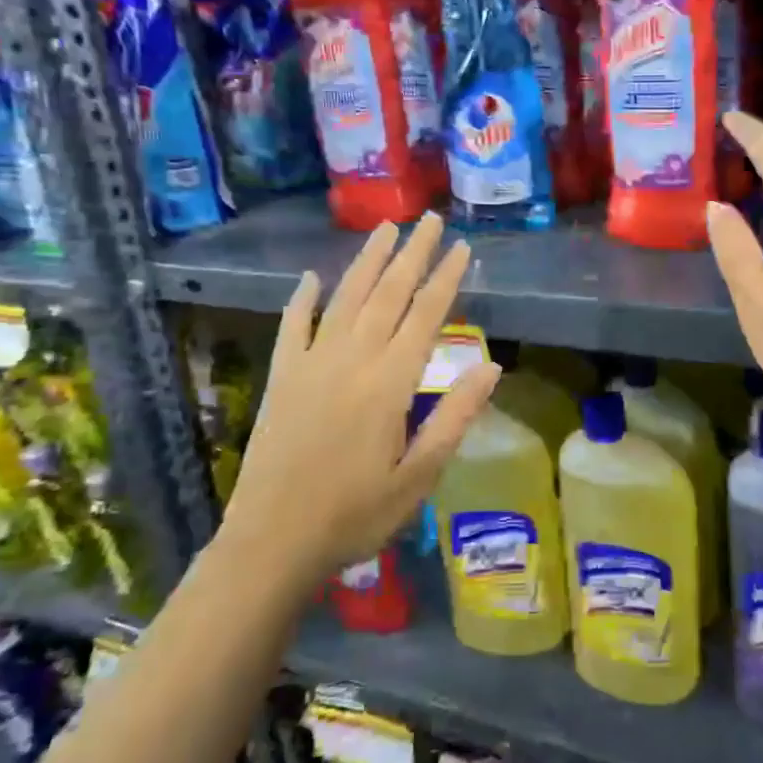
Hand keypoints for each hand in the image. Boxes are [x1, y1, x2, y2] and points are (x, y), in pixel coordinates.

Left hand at [223, 216, 500, 579]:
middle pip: (388, 294)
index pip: (425, 316)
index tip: (462, 247)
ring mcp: (311, 364)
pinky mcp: (282, 378)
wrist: (271, 543)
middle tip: (429, 219)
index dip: (446, 279)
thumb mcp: (419, 475)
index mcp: (389, 383)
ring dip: (367, 261)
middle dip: (412, 253)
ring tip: (385, 229)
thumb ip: (454, 416)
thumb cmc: (356, 515)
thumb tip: (491, 366)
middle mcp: (351, 360)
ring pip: (345, 299)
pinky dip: (302, 300)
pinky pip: (293, 327)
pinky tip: (310, 278)